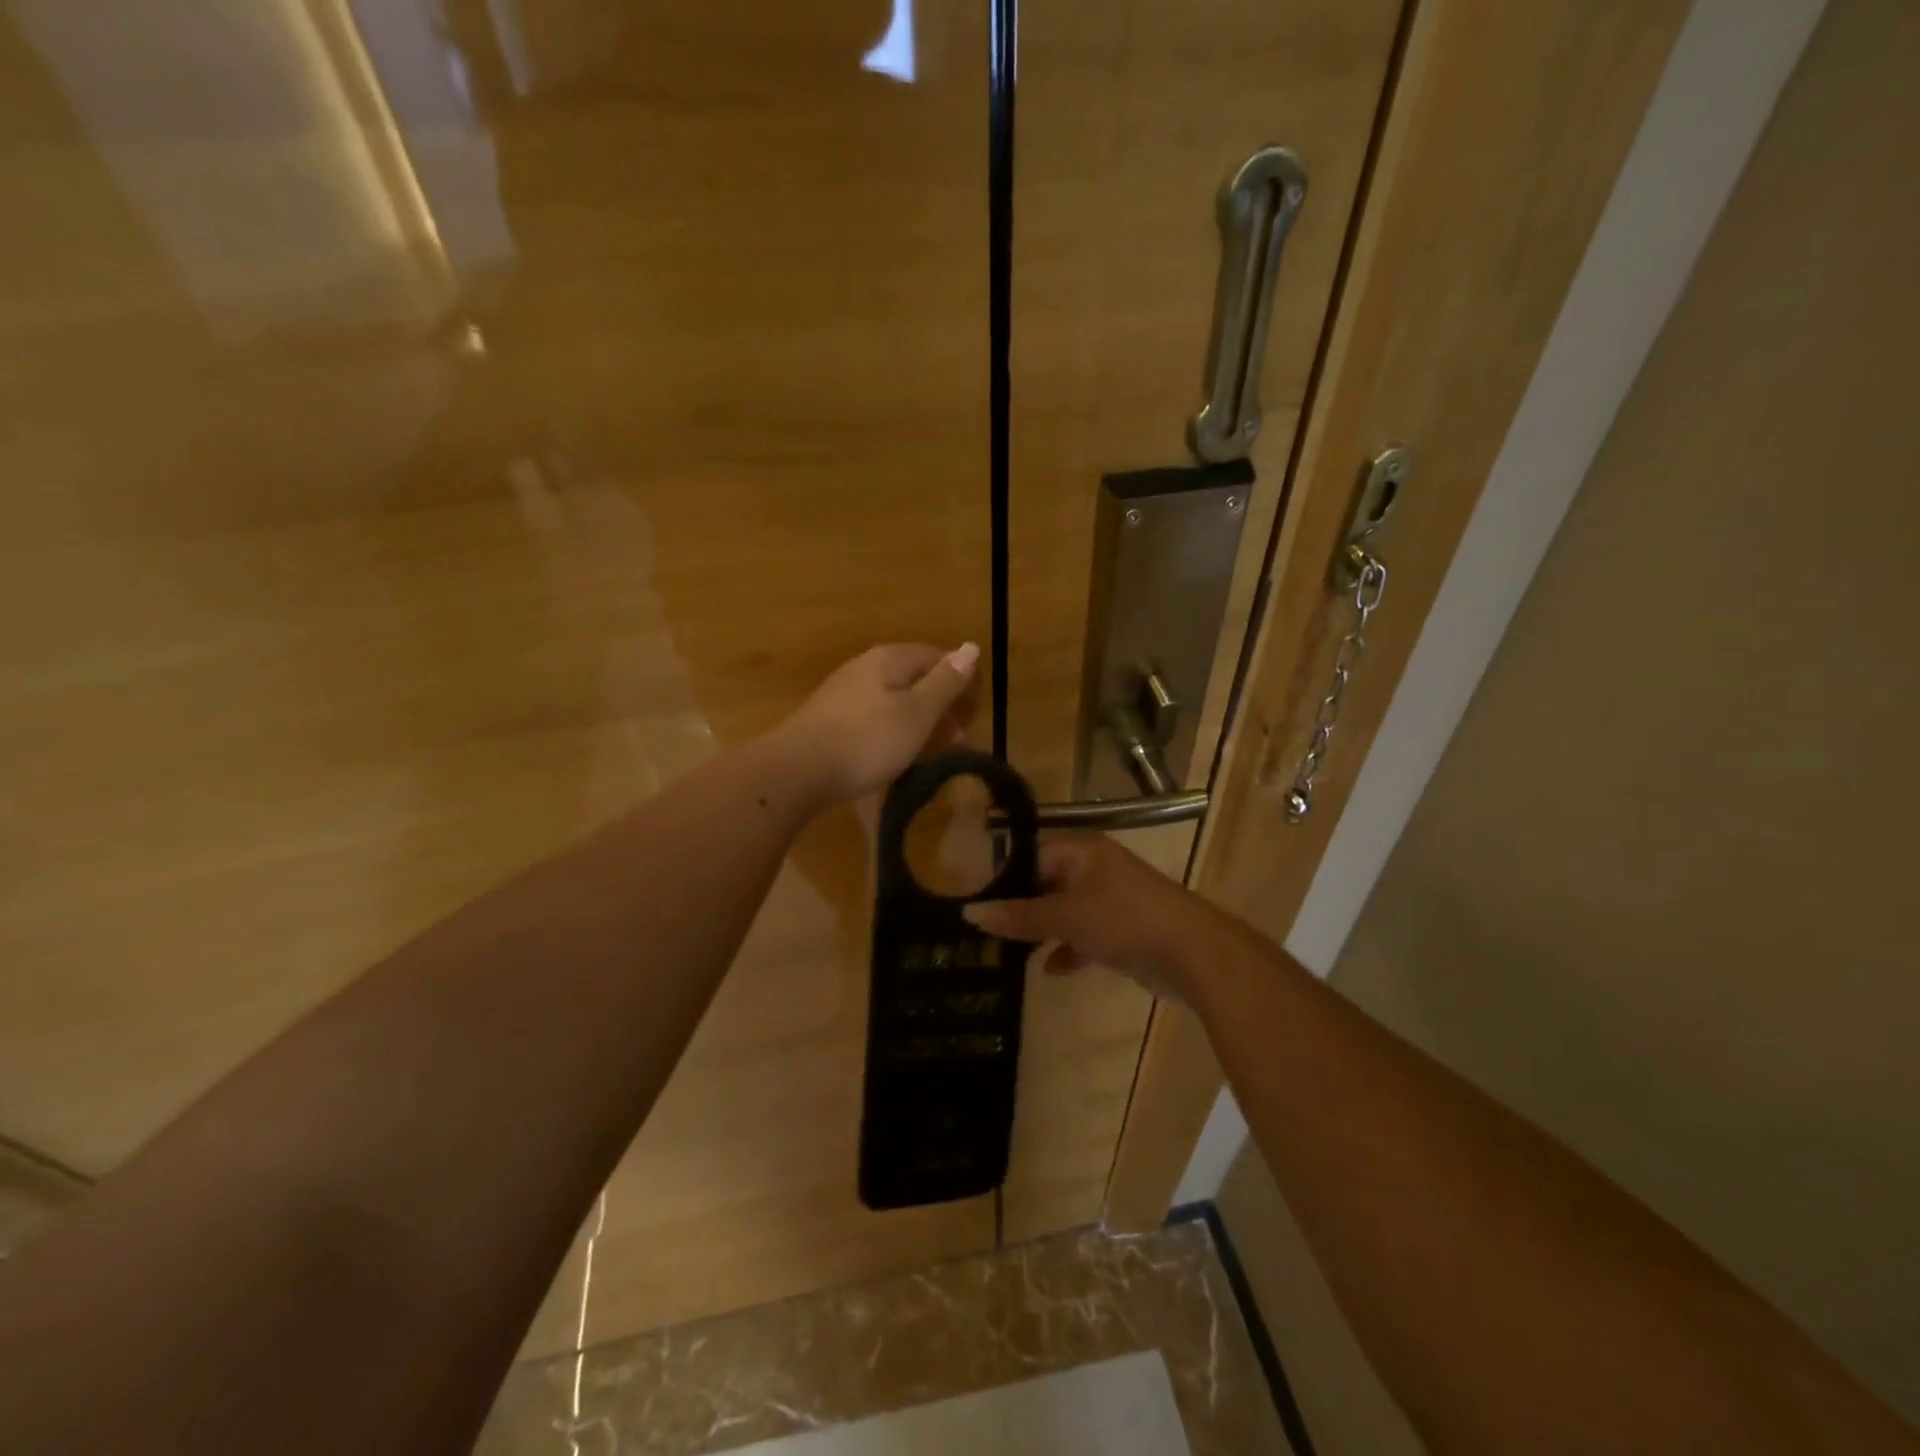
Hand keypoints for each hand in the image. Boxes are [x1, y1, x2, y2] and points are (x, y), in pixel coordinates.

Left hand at [777, 643, 979, 805]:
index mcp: (890, 659)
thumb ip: (945, 682)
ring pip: (893, 700)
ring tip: (932, 752)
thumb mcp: (917, 713)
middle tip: (958, 740)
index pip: (936, 657)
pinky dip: (893, 732)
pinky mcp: (830, 719)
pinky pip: (873, 718)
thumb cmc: (868, 740)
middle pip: (914, 678)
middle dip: (939, 705)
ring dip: (918, 722)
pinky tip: (895, 755)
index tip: (973, 713)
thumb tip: (971, 647)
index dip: (960, 681)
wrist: (798, 770)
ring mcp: (844, 692)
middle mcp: (865, 667)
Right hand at [962, 836, 1215, 1001]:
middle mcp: (1094, 869)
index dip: (1002, 872)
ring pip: (1063, 911)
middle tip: (983, 927)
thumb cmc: (1124, 919)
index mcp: (1081, 852)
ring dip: (1040, 930)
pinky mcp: (1121, 930)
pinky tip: (1050, 970)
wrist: (1192, 953)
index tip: (971, 895)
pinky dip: (1068, 949)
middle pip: (1045, 882)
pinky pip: (1084, 935)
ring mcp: (1110, 900)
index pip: (1031, 852)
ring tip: (1006, 950)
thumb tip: (970, 914)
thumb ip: (1019, 916)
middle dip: (1018, 905)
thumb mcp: (1066, 916)